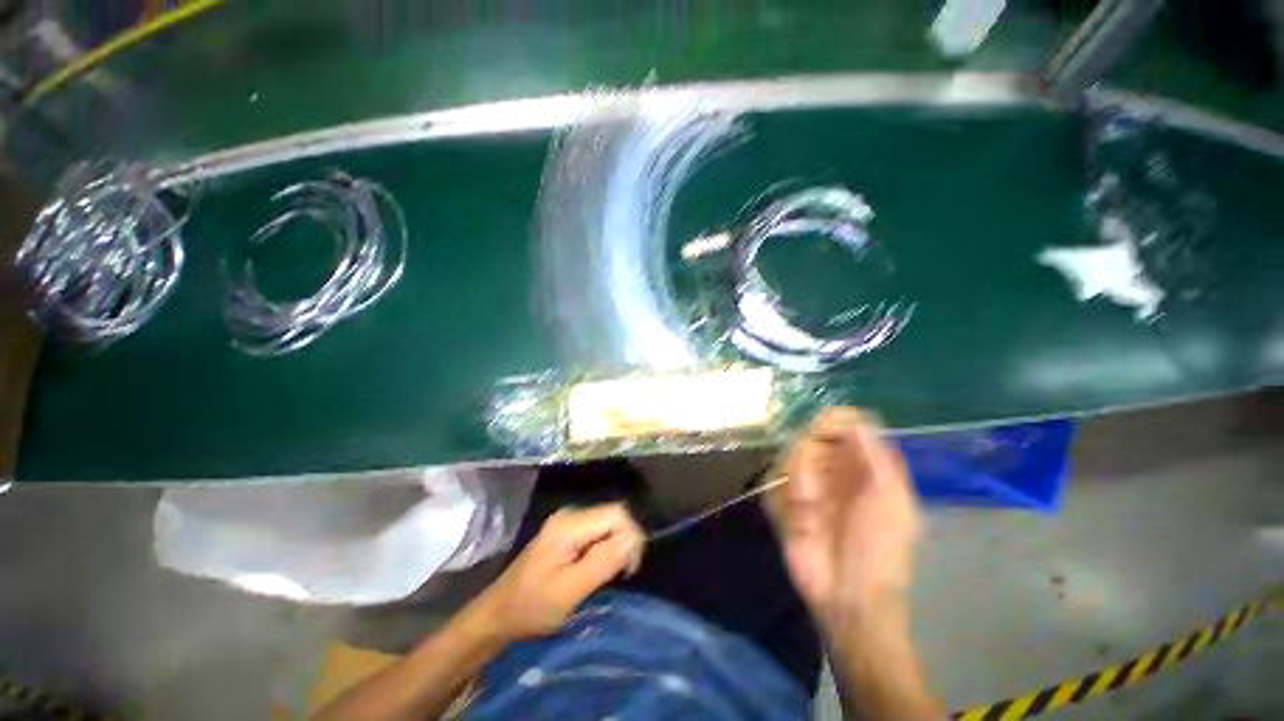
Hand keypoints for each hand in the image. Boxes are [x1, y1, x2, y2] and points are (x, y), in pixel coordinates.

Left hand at [473, 503, 644, 641]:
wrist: (497, 614)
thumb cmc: (532, 606)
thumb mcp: (570, 590)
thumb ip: (603, 562)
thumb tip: (634, 539)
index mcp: (570, 524)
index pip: (617, 514)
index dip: (631, 537)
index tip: (628, 570)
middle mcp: (570, 514)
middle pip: (613, 516)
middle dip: (624, 542)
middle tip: (620, 575)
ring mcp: (567, 521)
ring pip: (607, 524)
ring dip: (615, 546)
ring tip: (609, 575)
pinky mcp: (566, 532)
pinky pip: (598, 531)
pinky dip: (605, 548)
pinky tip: (597, 568)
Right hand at [768, 407, 919, 631]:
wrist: (849, 596)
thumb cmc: (879, 549)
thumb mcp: (892, 501)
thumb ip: (877, 456)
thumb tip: (857, 420)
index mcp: (864, 466)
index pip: (844, 425)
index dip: (832, 421)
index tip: (824, 428)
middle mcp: (835, 470)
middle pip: (810, 436)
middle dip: (809, 457)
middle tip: (815, 483)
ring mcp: (809, 486)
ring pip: (791, 457)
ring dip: (798, 479)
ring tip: (809, 508)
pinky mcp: (786, 502)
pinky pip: (776, 482)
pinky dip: (785, 497)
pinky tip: (800, 520)